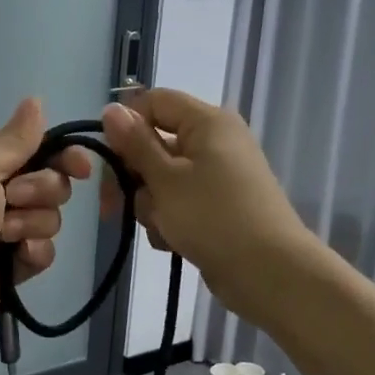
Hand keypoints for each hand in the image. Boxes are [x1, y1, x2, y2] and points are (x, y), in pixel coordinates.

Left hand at [0, 99, 93, 352]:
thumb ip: (14, 141)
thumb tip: (36, 99)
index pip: (37, 151)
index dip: (64, 156)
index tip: (80, 167)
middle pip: (51, 185)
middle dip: (41, 191)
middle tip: (11, 200)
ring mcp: (4, 234)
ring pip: (50, 220)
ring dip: (32, 224)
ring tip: (3, 237)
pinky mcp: (12, 269)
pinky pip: (43, 253)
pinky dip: (34, 252)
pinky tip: (18, 258)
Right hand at [99, 89, 310, 315]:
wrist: (268, 272)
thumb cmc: (212, 217)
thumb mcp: (165, 179)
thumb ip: (135, 143)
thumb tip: (110, 109)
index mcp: (207, 122)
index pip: (154, 102)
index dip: (126, 125)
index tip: (105, 159)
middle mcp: (214, 142)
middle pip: (155, 144)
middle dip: (134, 177)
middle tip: (114, 205)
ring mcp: (217, 176)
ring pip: (162, 180)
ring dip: (151, 206)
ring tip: (163, 228)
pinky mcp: (217, 207)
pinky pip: (179, 204)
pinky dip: (169, 221)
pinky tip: (172, 242)